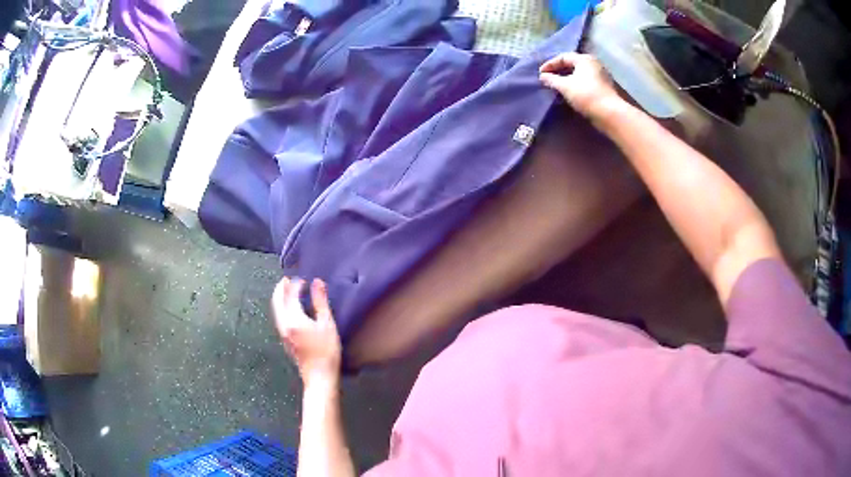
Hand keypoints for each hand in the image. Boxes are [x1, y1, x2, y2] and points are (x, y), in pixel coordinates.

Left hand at [272, 277, 341, 385]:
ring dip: (279, 298)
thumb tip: (317, 282)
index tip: (304, 279)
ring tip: (286, 290)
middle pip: (277, 301)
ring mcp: (282, 333)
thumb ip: (320, 302)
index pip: (291, 295)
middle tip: (286, 279)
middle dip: (281, 289)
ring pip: (276, 310)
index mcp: (294, 318)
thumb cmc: (327, 350)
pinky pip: (278, 318)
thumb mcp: (327, 324)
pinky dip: (281, 307)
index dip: (296, 285)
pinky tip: (289, 308)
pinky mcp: (285, 340)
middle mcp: (284, 324)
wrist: (319, 376)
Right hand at [539, 53, 621, 120]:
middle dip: (559, 71)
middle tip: (548, 78)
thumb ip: (552, 80)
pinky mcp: (604, 87)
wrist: (609, 113)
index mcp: (584, 59)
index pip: (563, 57)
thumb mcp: (565, 86)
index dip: (550, 64)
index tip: (541, 74)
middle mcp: (594, 64)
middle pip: (572, 64)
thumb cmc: (586, 95)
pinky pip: (586, 81)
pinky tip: (570, 92)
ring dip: (567, 78)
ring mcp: (601, 75)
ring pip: (580, 73)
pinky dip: (576, 84)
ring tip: (558, 86)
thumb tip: (543, 76)